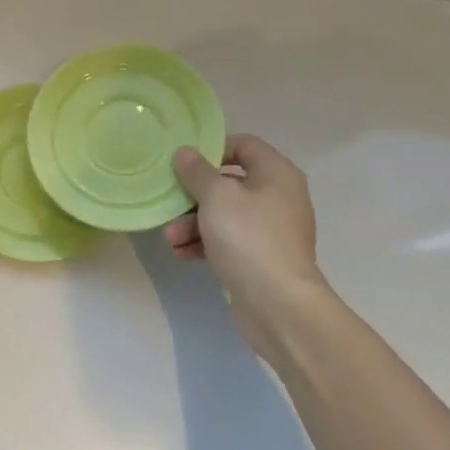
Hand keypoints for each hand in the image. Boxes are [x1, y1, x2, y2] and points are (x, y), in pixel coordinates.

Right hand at [165, 135, 328, 351]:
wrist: (278, 304)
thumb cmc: (248, 238)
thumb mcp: (216, 197)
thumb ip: (198, 172)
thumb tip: (186, 153)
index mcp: (276, 173)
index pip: (244, 145)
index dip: (213, 149)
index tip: (185, 163)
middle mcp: (279, 197)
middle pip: (230, 183)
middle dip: (195, 196)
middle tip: (171, 205)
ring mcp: (272, 230)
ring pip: (226, 215)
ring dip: (194, 223)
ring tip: (170, 239)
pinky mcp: (262, 258)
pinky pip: (230, 241)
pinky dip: (206, 244)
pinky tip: (181, 255)